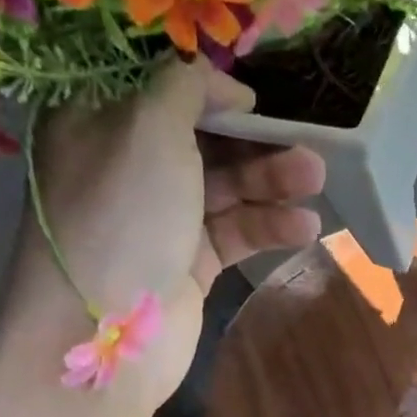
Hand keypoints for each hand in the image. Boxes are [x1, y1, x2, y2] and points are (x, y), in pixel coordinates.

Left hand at [7, 59, 325, 407]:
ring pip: (223, 191)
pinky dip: (266, 227)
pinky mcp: (186, 265)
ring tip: (317, 180)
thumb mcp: (149, 125)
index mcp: (99, 124)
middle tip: (306, 142)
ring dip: (271, 184)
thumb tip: (223, 88)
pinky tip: (304, 226)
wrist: (106, 329)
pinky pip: (232, 234)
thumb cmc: (122, 212)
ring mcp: (158, 222)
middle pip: (201, 143)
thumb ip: (187, 88)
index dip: (210, 94)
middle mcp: (127, 170)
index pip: (160, 94)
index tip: (255, 100)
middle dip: (254, 143)